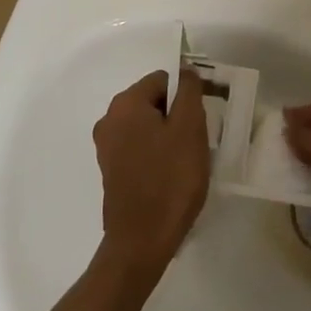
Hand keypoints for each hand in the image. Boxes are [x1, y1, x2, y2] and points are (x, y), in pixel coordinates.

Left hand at [92, 68, 210, 276]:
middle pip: (153, 102)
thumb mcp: (190, 129)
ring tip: (186, 161)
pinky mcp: (111, 170)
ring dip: (169, 136)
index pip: (163, 80)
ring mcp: (107, 147)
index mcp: (125, 104)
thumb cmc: (171, 179)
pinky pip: (139, 147)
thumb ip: (189, 92)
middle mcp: (109, 119)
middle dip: (178, 116)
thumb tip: (185, 71)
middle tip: (197, 141)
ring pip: (147, 126)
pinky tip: (171, 174)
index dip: (187, 94)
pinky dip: (157, 153)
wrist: (142, 239)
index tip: (204, 118)